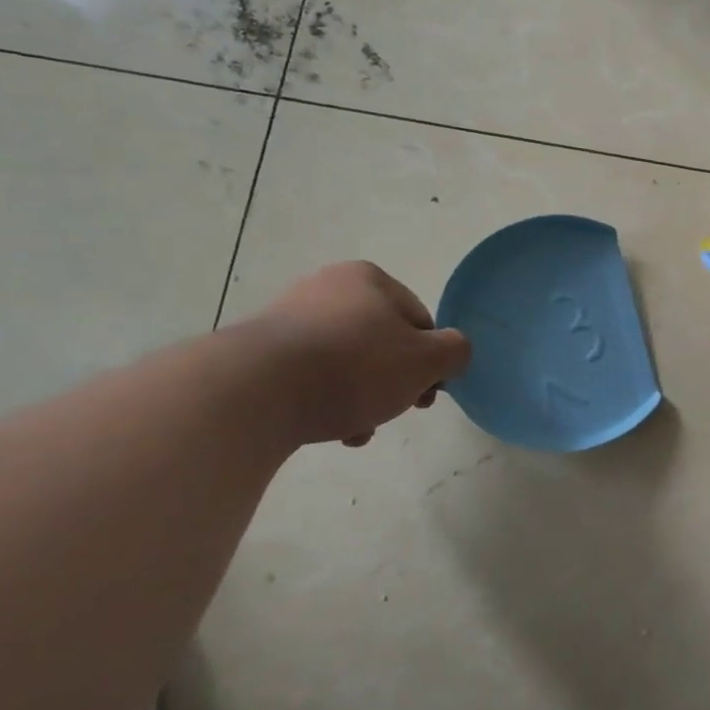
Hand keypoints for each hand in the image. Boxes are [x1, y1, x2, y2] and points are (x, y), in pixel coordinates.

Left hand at [245, 261, 471, 446]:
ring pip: (346, 364)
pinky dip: (324, 400)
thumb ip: (455, 351)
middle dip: (393, 383)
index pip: (419, 321)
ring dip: (362, 397)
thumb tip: (454, 351)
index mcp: (368, 279)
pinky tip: (326, 428)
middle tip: (395, 411)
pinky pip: (308, 376)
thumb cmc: (355, 367)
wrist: (254, 391)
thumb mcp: (427, 360)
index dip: (430, 361)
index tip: (425, 395)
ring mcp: (287, 318)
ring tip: (357, 429)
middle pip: (381, 343)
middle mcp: (326, 288)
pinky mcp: (257, 353)